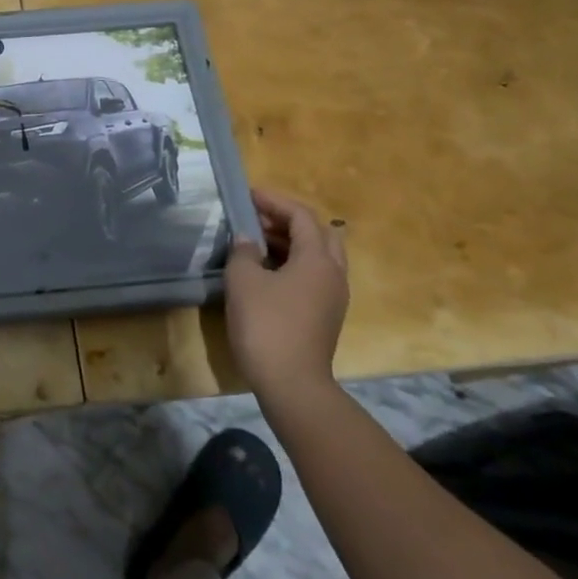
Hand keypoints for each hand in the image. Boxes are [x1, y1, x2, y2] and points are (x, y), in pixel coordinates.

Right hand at [224, 187, 349, 413]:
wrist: (291, 384)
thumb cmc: (266, 324)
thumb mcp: (243, 281)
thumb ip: (243, 251)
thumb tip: (246, 239)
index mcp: (318, 259)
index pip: (301, 216)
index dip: (275, 201)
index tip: (248, 194)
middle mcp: (333, 274)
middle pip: (319, 233)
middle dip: (288, 220)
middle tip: (257, 218)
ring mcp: (333, 297)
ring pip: (318, 256)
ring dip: (290, 242)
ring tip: (256, 241)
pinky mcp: (325, 316)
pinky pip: (313, 276)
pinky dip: (292, 263)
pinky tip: (265, 271)